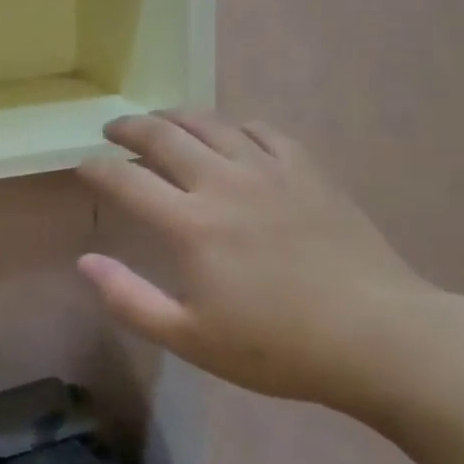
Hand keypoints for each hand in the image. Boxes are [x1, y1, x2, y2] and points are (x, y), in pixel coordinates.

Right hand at [77, 110, 463, 415]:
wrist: (379, 337)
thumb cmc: (279, 346)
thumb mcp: (192, 339)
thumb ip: (130, 299)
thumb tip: (85, 261)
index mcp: (190, 225)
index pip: (126, 180)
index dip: (97, 169)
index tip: (84, 167)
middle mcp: (223, 182)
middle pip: (162, 136)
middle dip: (129, 128)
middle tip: (113, 130)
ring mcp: (267, 170)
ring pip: (209, 123)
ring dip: (174, 116)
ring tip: (159, 121)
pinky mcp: (306, 169)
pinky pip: (260, 130)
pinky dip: (233, 126)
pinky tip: (230, 135)